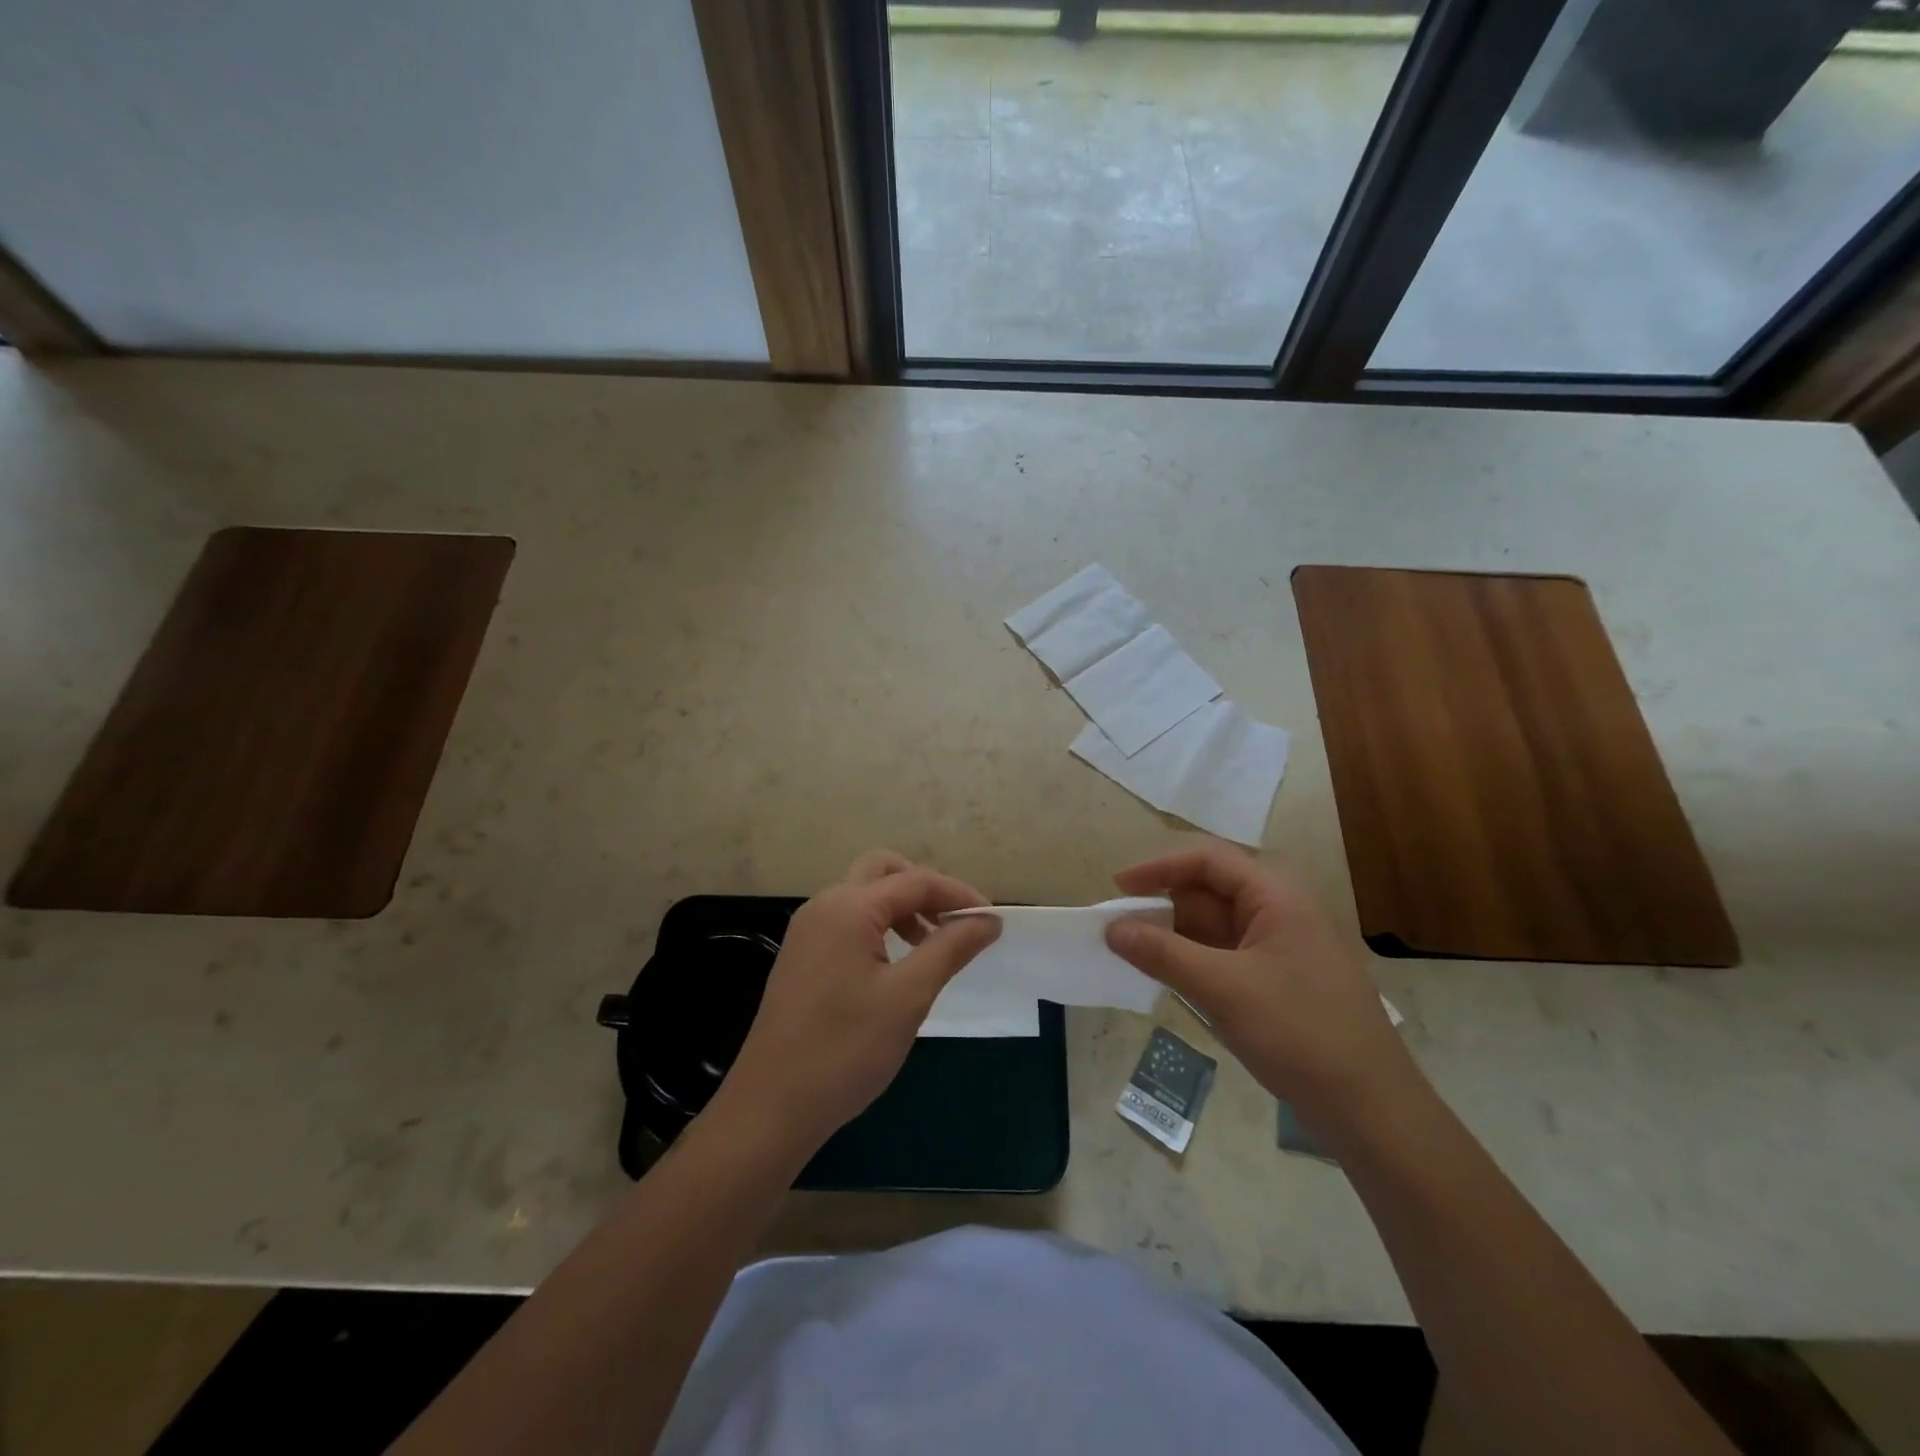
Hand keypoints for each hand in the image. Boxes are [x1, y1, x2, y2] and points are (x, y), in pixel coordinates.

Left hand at [719, 851, 1001, 1153]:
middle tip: (955, 925)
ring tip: (932, 947)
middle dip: (925, 890)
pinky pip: (848, 921)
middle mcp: (823, 906)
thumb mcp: (908, 997)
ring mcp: (807, 931)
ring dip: (902, 908)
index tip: (993, 921)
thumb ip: (950, 948)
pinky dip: (880, 927)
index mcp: (848, 907)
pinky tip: (896, 966)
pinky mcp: (801, 957)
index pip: (916, 881)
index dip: (959, 895)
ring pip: (864, 895)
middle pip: (883, 871)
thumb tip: (988, 919)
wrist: (770, 1109)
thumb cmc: (845, 1050)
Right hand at [1105, 841, 1416, 1128]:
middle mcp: (1280, 912)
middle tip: (1120, 930)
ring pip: (1216, 927)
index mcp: (1276, 897)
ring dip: (1176, 936)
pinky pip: (1226, 956)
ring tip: (1134, 955)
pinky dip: (1194, 961)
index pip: (1208, 861)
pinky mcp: (1279, 981)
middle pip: (1210, 892)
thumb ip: (1162, 953)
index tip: (1118, 888)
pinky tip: (1169, 978)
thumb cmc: (1299, 1032)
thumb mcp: (1223, 988)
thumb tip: (1112, 929)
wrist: (1372, 1109)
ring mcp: (1281, 948)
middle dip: (1163, 906)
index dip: (1159, 868)